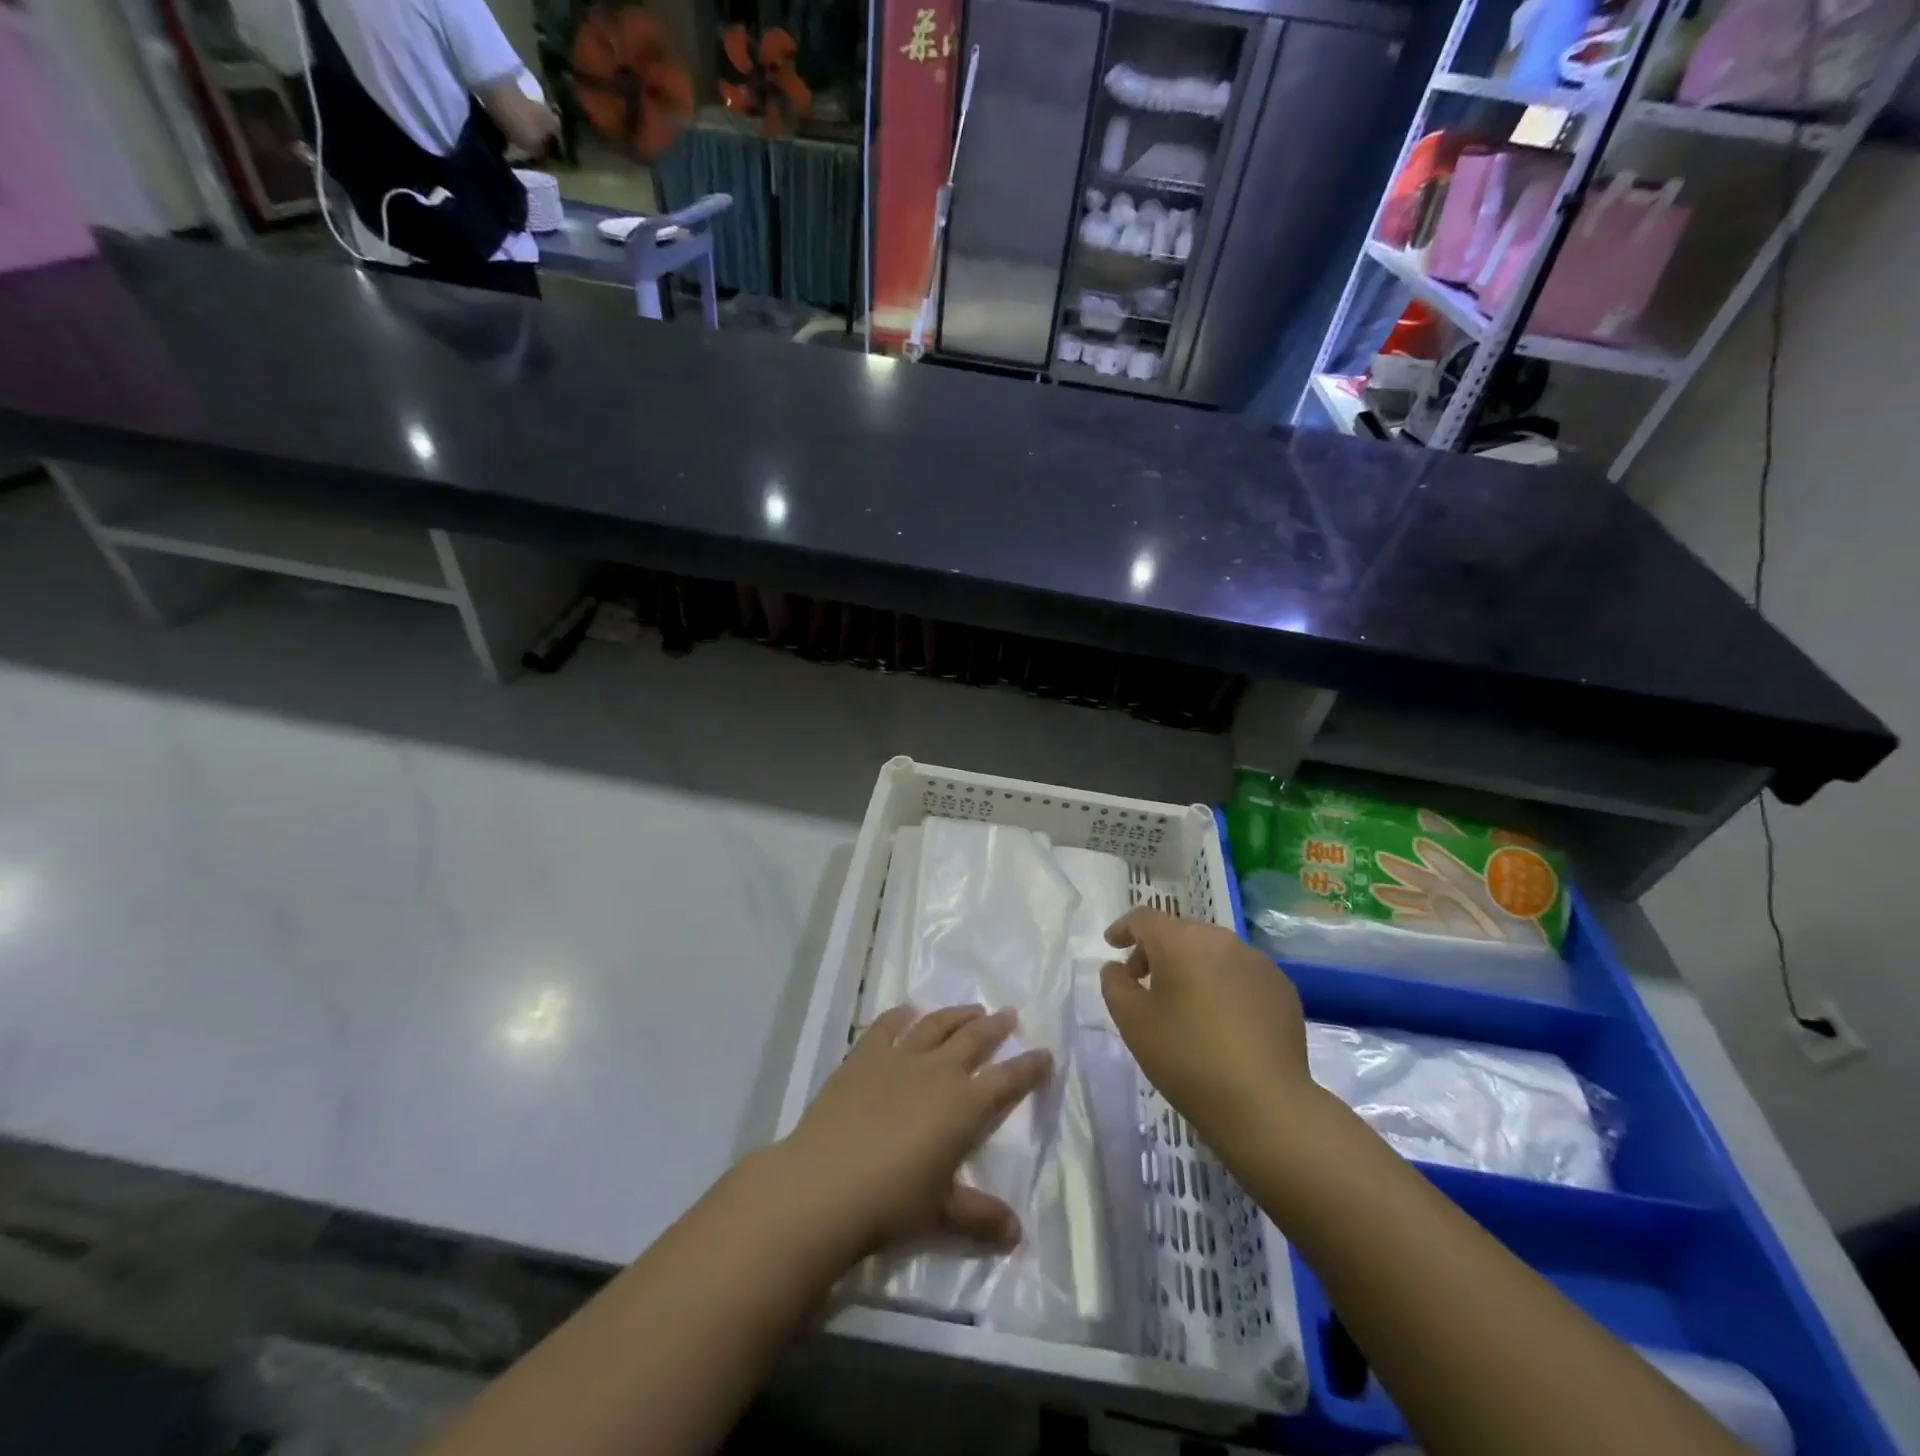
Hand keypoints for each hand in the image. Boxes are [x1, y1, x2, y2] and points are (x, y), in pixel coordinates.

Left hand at [779, 1005, 1052, 1259]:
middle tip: (1008, 1014)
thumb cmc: (891, 1202)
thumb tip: (1017, 1234)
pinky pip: (886, 1026)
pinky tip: (907, 1011)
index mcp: (964, 1106)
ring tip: (971, 1008)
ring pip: (936, 1025)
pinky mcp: (863, 1056)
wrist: (825, 1184)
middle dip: (995, 1027)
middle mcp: (938, 1071)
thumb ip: (980, 1217)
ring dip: (956, 1015)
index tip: (1044, 1053)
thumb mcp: (941, 1213)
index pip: (1007, 1080)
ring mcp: (899, 1058)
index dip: (1029, 1067)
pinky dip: (900, 1015)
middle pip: (974, 1040)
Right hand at [1100, 909, 1313, 1153]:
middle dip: (1156, 950)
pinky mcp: (1281, 987)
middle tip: (1143, 982)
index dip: (1123, 929)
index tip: (1112, 945)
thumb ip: (1115, 984)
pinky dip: (1222, 983)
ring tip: (1184, 1002)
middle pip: (1179, 932)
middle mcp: (1220, 939)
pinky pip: (1240, 973)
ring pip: (1212, 951)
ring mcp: (1257, 962)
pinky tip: (1221, 1019)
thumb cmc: (1187, 1058)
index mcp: (1181, 941)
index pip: (1144, 919)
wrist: (1265, 1105)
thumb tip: (1117, 968)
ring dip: (1191, 966)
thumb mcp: (1132, 1022)